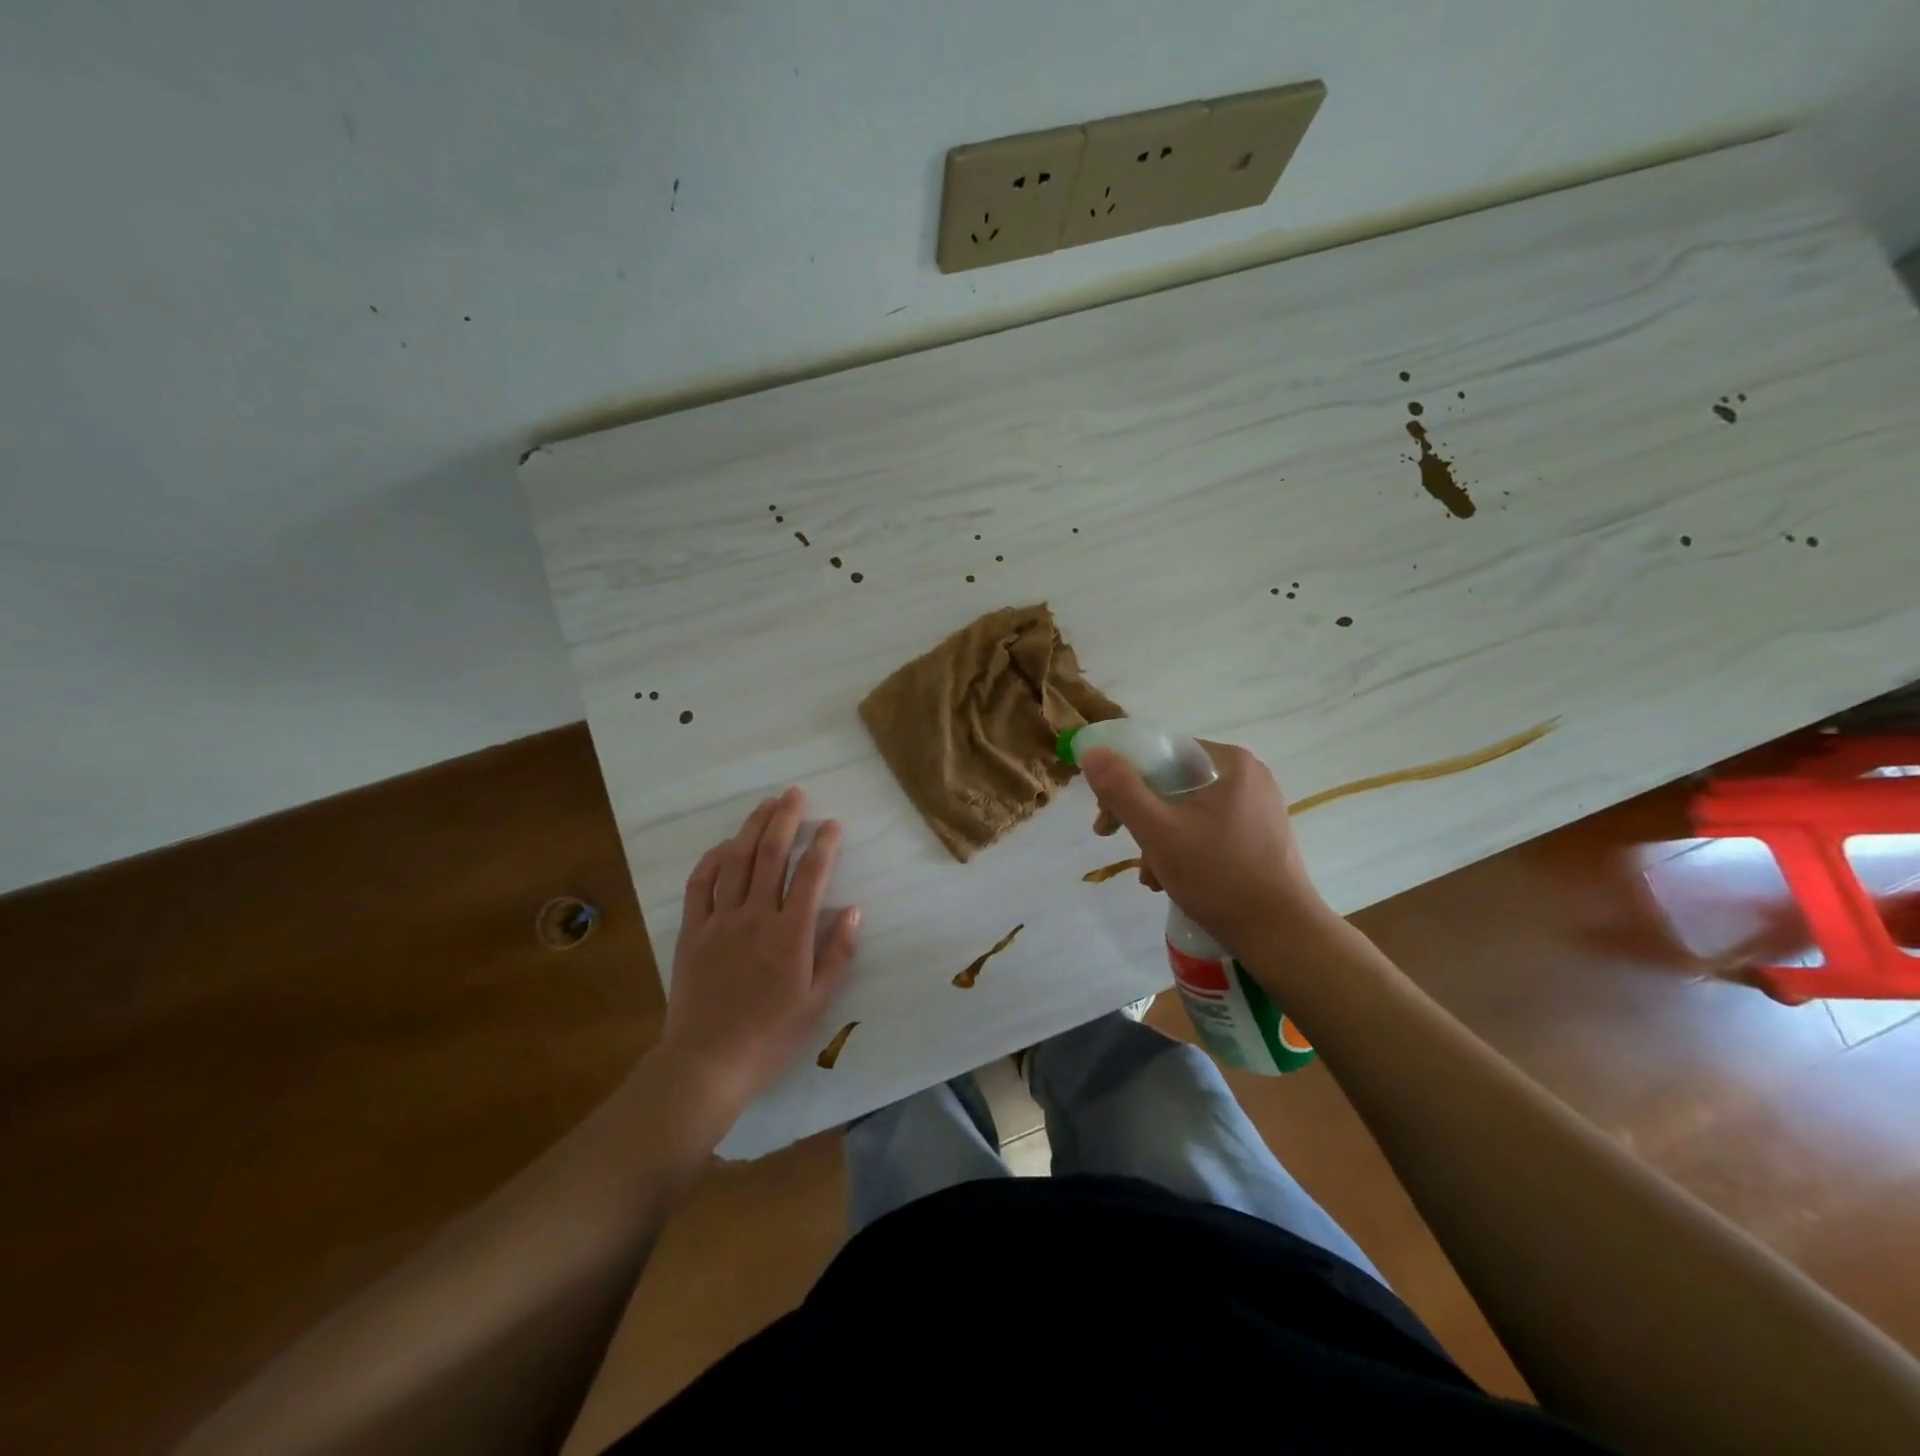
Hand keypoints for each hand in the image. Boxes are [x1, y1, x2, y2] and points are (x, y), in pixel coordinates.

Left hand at [657, 788, 859, 1122]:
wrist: (707, 1063)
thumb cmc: (770, 1036)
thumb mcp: (818, 1002)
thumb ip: (838, 953)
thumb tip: (855, 911)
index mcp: (791, 934)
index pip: (812, 874)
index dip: (824, 843)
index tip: (832, 823)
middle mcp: (756, 916)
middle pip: (771, 855)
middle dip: (785, 819)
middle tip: (794, 794)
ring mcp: (720, 920)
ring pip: (736, 861)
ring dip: (751, 828)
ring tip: (765, 805)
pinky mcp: (692, 931)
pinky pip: (700, 884)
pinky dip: (712, 859)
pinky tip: (725, 845)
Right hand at [1080, 742, 1328, 954]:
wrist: (1281, 935)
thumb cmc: (1218, 877)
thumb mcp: (1158, 832)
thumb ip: (1121, 789)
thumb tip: (1092, 752)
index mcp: (1228, 762)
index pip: (1161, 753)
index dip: (1125, 778)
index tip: (1105, 813)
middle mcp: (1248, 776)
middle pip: (1173, 782)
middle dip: (1141, 816)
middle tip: (1117, 842)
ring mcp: (1257, 806)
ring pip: (1187, 809)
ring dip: (1159, 838)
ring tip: (1152, 876)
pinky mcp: (1260, 835)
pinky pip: (1208, 828)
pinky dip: (1184, 848)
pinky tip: (1172, 880)